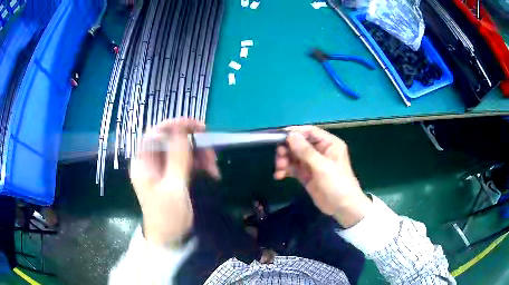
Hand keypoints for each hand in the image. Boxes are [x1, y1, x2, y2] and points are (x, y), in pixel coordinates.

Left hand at [129, 118, 217, 246]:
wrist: (170, 240)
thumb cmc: (168, 216)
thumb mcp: (174, 187)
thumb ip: (177, 157)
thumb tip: (181, 129)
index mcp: (143, 163)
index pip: (155, 134)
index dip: (173, 126)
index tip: (195, 126)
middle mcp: (151, 163)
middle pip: (170, 141)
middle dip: (192, 144)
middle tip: (211, 150)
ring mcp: (162, 169)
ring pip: (182, 151)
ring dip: (200, 155)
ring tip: (214, 168)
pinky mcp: (173, 176)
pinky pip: (187, 162)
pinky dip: (200, 164)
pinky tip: (212, 173)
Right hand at [274, 126, 371, 227]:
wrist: (343, 208)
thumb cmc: (337, 184)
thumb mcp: (322, 166)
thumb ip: (305, 151)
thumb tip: (290, 135)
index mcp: (329, 144)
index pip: (309, 132)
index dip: (294, 133)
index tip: (279, 137)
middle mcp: (320, 151)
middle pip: (298, 144)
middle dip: (287, 150)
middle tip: (279, 159)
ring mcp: (312, 163)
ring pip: (293, 156)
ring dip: (284, 161)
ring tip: (279, 170)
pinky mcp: (306, 175)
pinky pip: (293, 168)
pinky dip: (285, 170)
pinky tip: (279, 175)